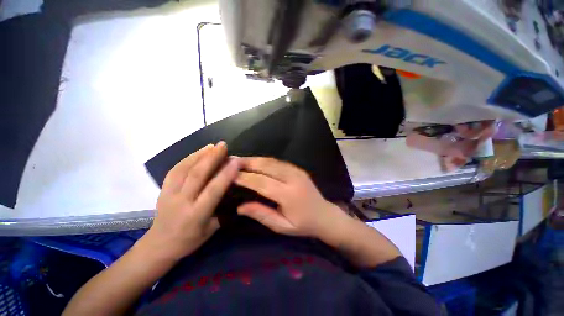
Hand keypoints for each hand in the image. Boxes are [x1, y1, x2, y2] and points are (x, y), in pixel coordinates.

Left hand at [142, 142, 238, 260]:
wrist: (159, 245)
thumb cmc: (190, 239)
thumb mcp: (212, 229)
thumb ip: (224, 210)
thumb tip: (236, 191)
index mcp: (196, 214)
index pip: (213, 190)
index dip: (226, 174)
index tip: (236, 161)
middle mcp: (182, 202)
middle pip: (197, 175)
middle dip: (211, 157)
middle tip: (223, 145)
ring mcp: (169, 194)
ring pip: (184, 169)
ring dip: (199, 155)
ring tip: (212, 146)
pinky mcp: (162, 189)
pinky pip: (174, 170)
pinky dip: (187, 159)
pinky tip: (197, 153)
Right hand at [235, 157, 344, 237]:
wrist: (325, 215)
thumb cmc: (303, 224)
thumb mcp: (281, 226)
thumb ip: (261, 214)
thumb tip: (240, 207)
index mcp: (289, 195)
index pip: (262, 183)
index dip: (245, 178)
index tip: (230, 175)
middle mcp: (293, 178)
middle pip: (267, 166)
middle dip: (247, 162)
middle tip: (231, 161)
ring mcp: (297, 171)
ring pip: (272, 161)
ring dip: (255, 159)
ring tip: (239, 159)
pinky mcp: (298, 169)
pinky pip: (278, 162)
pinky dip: (264, 160)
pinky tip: (255, 161)